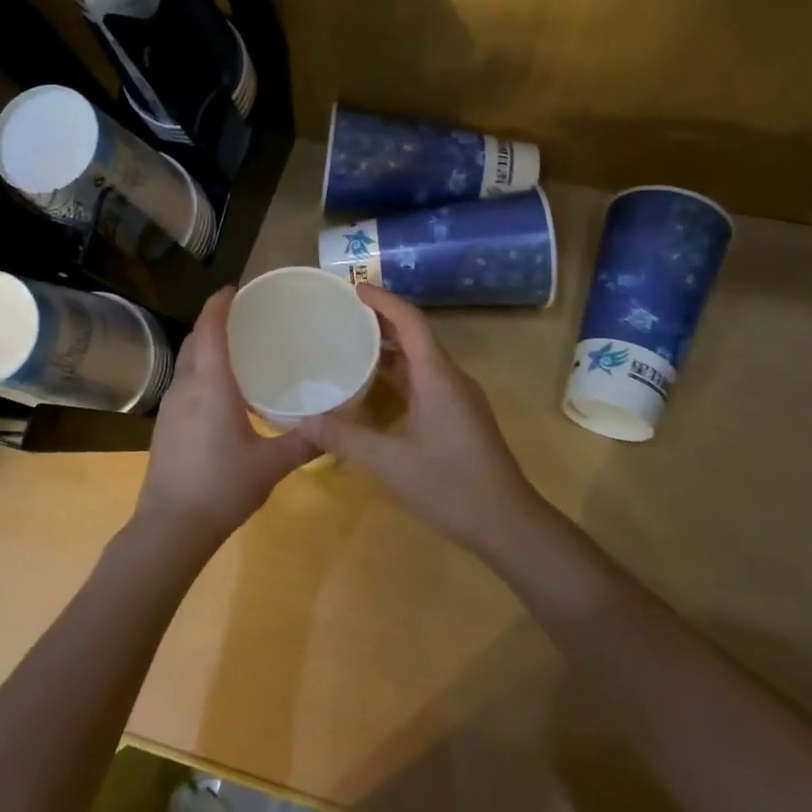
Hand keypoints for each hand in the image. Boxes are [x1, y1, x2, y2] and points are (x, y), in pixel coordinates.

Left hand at [135, 287, 317, 538]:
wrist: (171, 527)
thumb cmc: (222, 487)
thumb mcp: (270, 465)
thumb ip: (304, 442)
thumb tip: (335, 426)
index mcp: (211, 386)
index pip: (210, 329)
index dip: (219, 304)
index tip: (234, 288)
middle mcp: (186, 387)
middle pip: (195, 340)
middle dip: (213, 322)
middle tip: (244, 318)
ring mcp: (170, 407)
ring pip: (186, 362)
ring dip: (205, 346)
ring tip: (236, 349)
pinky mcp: (165, 426)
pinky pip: (183, 383)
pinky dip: (200, 371)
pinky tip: (222, 391)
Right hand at [299, 285, 542, 553]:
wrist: (507, 523)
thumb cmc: (450, 485)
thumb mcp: (390, 463)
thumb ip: (346, 438)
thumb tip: (304, 420)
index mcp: (438, 377)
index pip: (411, 321)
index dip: (382, 300)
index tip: (353, 288)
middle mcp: (451, 379)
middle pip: (416, 336)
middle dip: (381, 321)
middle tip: (342, 316)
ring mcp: (459, 399)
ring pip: (422, 361)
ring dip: (390, 349)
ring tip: (351, 345)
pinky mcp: (460, 418)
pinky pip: (427, 381)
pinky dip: (400, 375)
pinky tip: (375, 390)